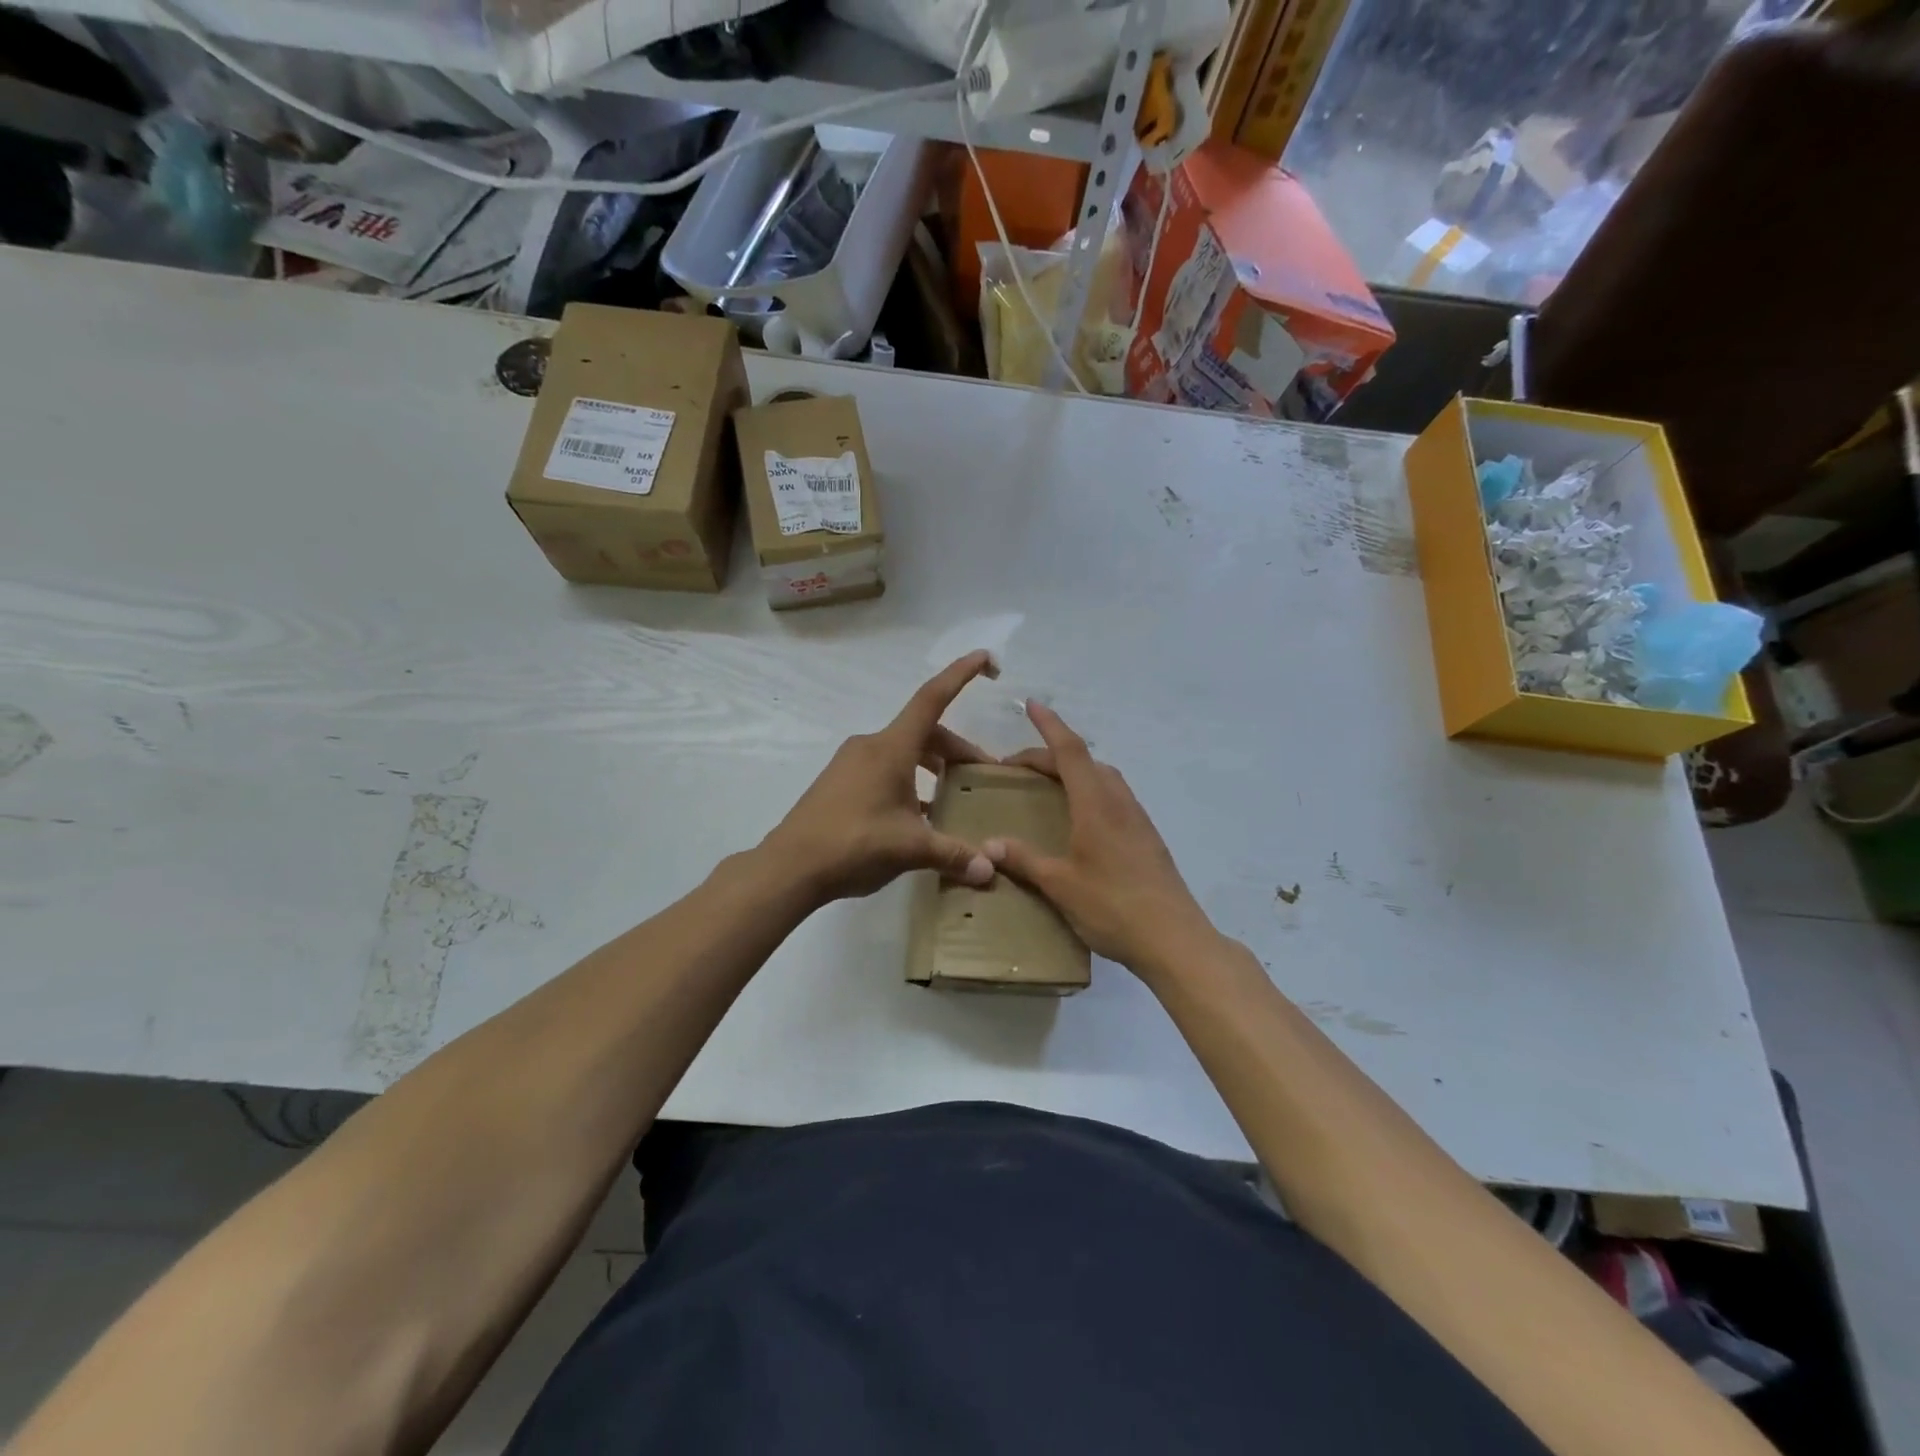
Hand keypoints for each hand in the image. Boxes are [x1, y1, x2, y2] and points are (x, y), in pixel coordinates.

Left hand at [764, 651, 1001, 903]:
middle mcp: (872, 745)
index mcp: (892, 748)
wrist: (790, 866)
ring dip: (934, 766)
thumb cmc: (854, 844)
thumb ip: (954, 854)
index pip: (933, 698)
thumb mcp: (911, 848)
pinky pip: (886, 768)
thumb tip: (989, 869)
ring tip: (955, 796)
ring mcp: (852, 763)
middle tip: (983, 776)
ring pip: (905, 752)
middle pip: (925, 732)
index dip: (961, 674)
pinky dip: (911, 780)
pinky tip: (921, 814)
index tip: (986, 657)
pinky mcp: (840, 782)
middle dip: (957, 750)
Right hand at [986, 701, 1216, 978]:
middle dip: (1051, 754)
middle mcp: (1119, 802)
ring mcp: (1138, 819)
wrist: (1174, 939)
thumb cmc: (1113, 907)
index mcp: (1095, 804)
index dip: (1049, 725)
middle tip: (1019, 768)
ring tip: (1048, 789)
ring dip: (1075, 772)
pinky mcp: (1147, 838)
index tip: (1031, 704)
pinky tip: (1080, 821)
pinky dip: (1091, 792)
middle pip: (1085, 762)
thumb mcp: (1060, 885)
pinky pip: (1114, 798)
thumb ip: (1024, 860)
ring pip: (1103, 778)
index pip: (1069, 751)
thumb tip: (988, 845)